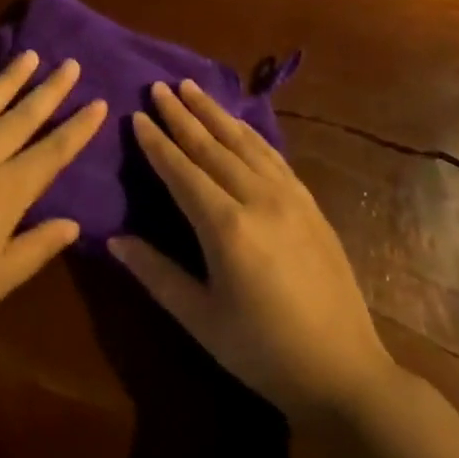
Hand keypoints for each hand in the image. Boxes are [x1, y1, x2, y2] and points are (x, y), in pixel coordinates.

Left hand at [0, 51, 106, 362]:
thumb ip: (36, 246)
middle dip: (49, 90)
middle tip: (70, 63)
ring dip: (7, 80)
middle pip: (20, 117)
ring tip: (27, 56)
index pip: (51, 152)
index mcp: (4, 191)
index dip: (77, 128)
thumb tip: (72, 222)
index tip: (99, 102)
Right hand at [109, 80, 392, 416]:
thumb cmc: (263, 352)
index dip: (157, 142)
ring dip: (215, 113)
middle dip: (182, 115)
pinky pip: (273, 155)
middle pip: (212, 146)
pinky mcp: (310, 204)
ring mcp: (290, 197)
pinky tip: (238, 124)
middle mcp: (258, 199)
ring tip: (191, 87)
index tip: (137, 115)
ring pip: (244, 142)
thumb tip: (114, 240)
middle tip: (159, 86)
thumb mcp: (200, 319)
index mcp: (227, 227)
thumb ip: (156, 274)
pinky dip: (249, 133)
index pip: (182, 171)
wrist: (344, 371)